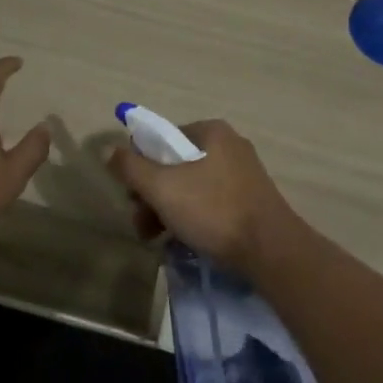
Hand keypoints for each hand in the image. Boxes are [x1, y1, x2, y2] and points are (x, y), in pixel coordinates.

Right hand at [107, 119, 304, 277]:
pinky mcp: (251, 201)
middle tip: (143, 226)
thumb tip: (110, 150)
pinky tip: (184, 243)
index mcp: (211, 131)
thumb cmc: (214, 210)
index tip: (133, 198)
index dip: (141, 167)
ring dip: (169, 211)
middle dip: (153, 196)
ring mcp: (243, 174)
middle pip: (176, 165)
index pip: (162, 139)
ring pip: (192, 187)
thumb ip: (132, 167)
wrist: (272, 251)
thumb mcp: (163, 187)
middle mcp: (229, 145)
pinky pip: (211, 203)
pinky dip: (194, 219)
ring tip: (158, 241)